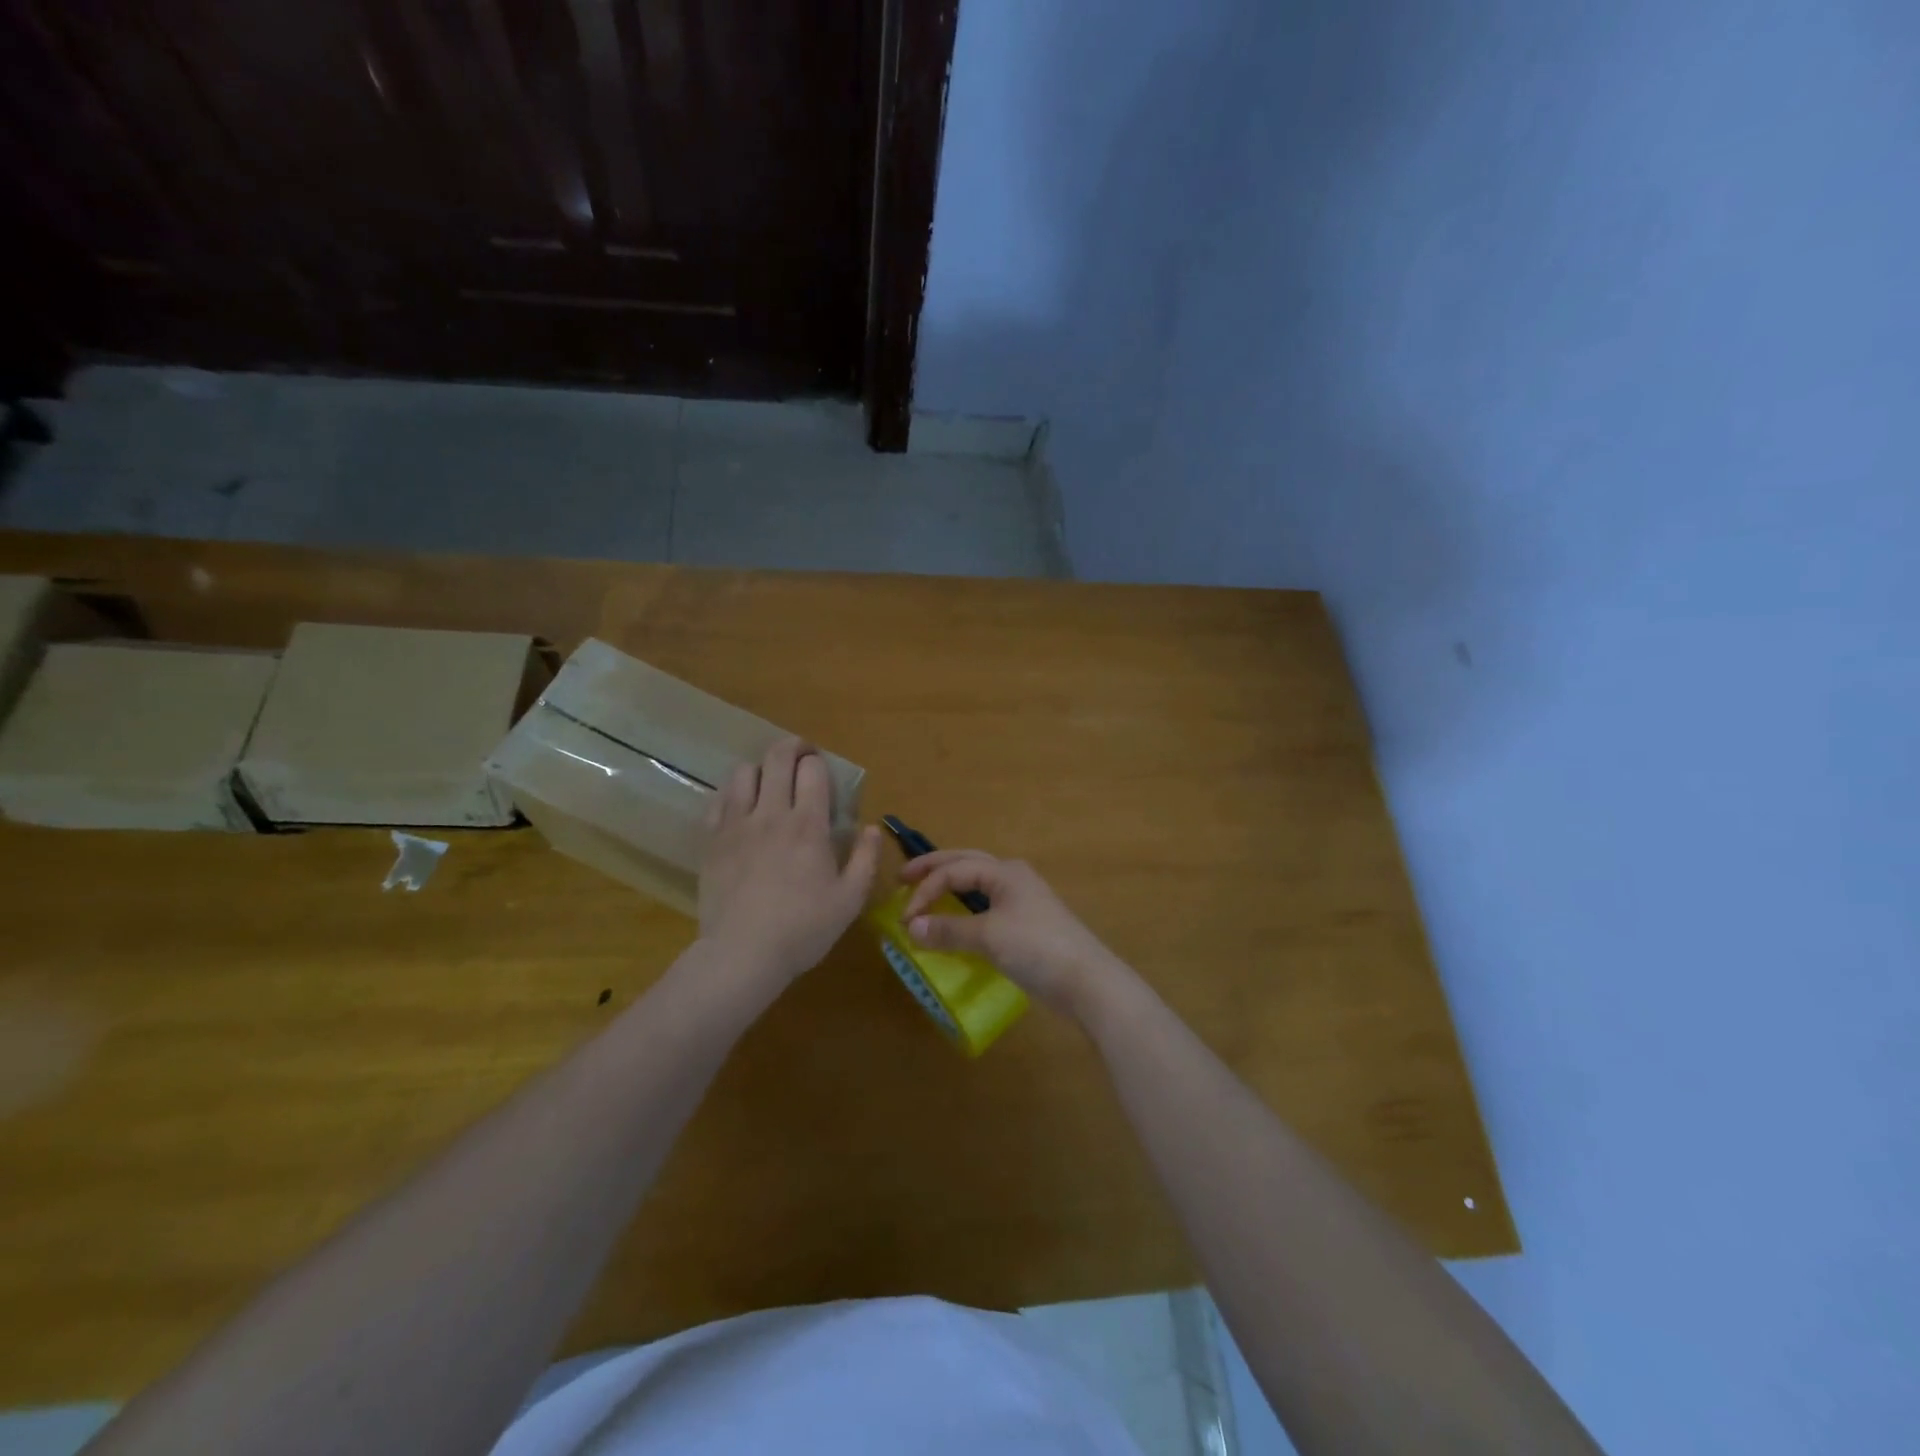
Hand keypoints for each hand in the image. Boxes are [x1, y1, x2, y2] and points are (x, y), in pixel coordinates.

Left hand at [699, 738, 881, 989]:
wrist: (742, 954)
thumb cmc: (804, 929)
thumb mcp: (850, 900)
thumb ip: (865, 859)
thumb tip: (871, 828)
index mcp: (808, 825)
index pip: (812, 769)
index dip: (819, 763)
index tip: (823, 774)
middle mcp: (771, 814)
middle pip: (777, 758)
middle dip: (792, 748)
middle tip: (801, 758)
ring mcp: (736, 824)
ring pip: (743, 771)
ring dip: (760, 769)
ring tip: (768, 784)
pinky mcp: (711, 840)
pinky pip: (719, 799)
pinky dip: (732, 793)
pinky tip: (741, 808)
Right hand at [898, 851, 1126, 1018]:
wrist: (1087, 981)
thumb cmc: (1037, 948)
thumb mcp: (989, 937)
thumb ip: (948, 930)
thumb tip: (910, 927)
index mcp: (1004, 871)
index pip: (954, 870)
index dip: (925, 890)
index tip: (904, 918)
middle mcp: (1013, 877)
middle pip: (966, 863)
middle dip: (934, 869)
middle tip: (903, 877)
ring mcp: (1023, 899)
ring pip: (978, 883)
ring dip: (950, 885)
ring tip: (926, 893)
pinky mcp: (1027, 923)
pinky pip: (987, 905)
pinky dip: (965, 907)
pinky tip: (957, 920)